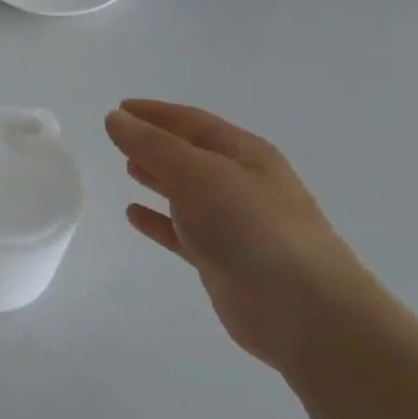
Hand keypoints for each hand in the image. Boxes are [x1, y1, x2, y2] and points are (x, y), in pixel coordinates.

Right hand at [105, 100, 384, 370]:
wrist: (303, 310)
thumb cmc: (251, 227)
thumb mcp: (197, 174)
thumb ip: (152, 145)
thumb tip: (114, 118)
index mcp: (245, 155)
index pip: (193, 122)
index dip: (155, 113)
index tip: (118, 108)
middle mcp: (241, 184)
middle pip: (191, 154)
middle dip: (156, 143)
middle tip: (118, 138)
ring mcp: (234, 223)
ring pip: (186, 192)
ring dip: (158, 178)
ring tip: (126, 169)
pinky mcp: (222, 259)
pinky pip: (181, 231)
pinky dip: (158, 220)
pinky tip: (134, 215)